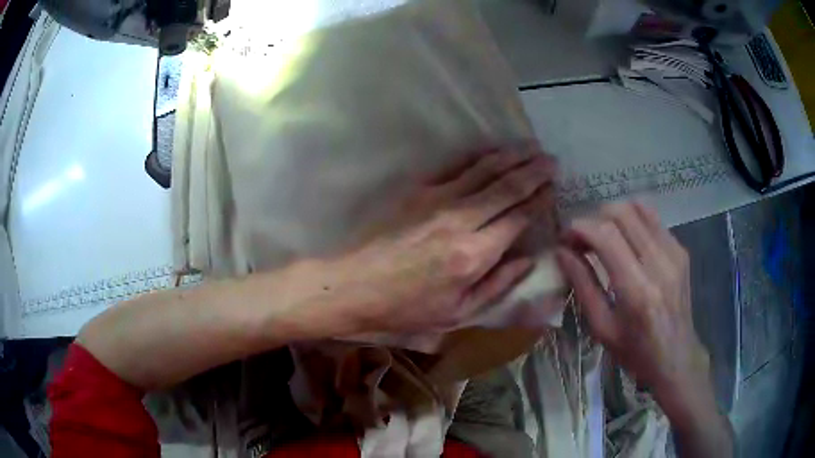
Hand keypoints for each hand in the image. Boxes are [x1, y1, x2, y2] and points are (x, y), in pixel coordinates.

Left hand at [329, 147, 556, 333]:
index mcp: (475, 255)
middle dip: (534, 170)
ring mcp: (438, 199)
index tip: (553, 188)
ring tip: (532, 147)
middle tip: (551, 159)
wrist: (354, 286)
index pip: (518, 217)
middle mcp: (462, 220)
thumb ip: (498, 285)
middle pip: (507, 187)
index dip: (539, 199)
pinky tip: (493, 150)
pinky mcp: (417, 189)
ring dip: (512, 156)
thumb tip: (529, 260)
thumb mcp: (458, 313)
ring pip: (485, 169)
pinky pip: (456, 166)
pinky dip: (480, 156)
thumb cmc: (406, 308)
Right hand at [555, 202, 711, 409]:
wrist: (676, 356)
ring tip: (602, 236)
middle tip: (582, 240)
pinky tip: (625, 242)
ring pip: (638, 208)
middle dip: (594, 218)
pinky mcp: (681, 249)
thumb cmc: (635, 351)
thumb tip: (562, 252)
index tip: (565, 239)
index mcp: (637, 290)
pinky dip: (632, 222)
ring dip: (613, 216)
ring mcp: (674, 252)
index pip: (606, 235)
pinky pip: (652, 219)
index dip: (580, 228)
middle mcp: (659, 263)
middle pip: (621, 213)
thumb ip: (582, 285)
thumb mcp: (601, 327)